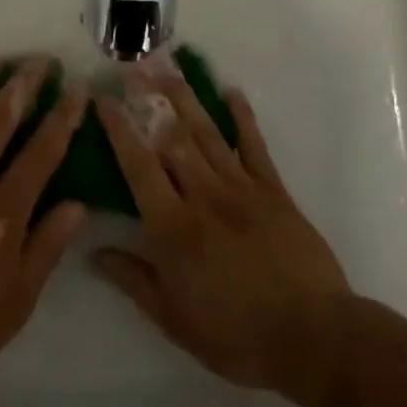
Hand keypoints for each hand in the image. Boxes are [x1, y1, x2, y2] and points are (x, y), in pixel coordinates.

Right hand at [93, 66, 353, 404]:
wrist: (312, 337)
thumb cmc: (235, 334)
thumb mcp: (173, 319)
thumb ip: (133, 280)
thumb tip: (94, 252)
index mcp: (172, 227)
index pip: (137, 167)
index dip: (118, 130)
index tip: (103, 100)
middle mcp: (203, 196)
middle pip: (171, 138)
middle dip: (149, 100)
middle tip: (132, 68)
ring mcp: (242, 189)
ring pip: (208, 134)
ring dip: (186, 99)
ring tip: (169, 68)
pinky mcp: (274, 192)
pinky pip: (255, 147)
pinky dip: (243, 118)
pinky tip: (231, 93)